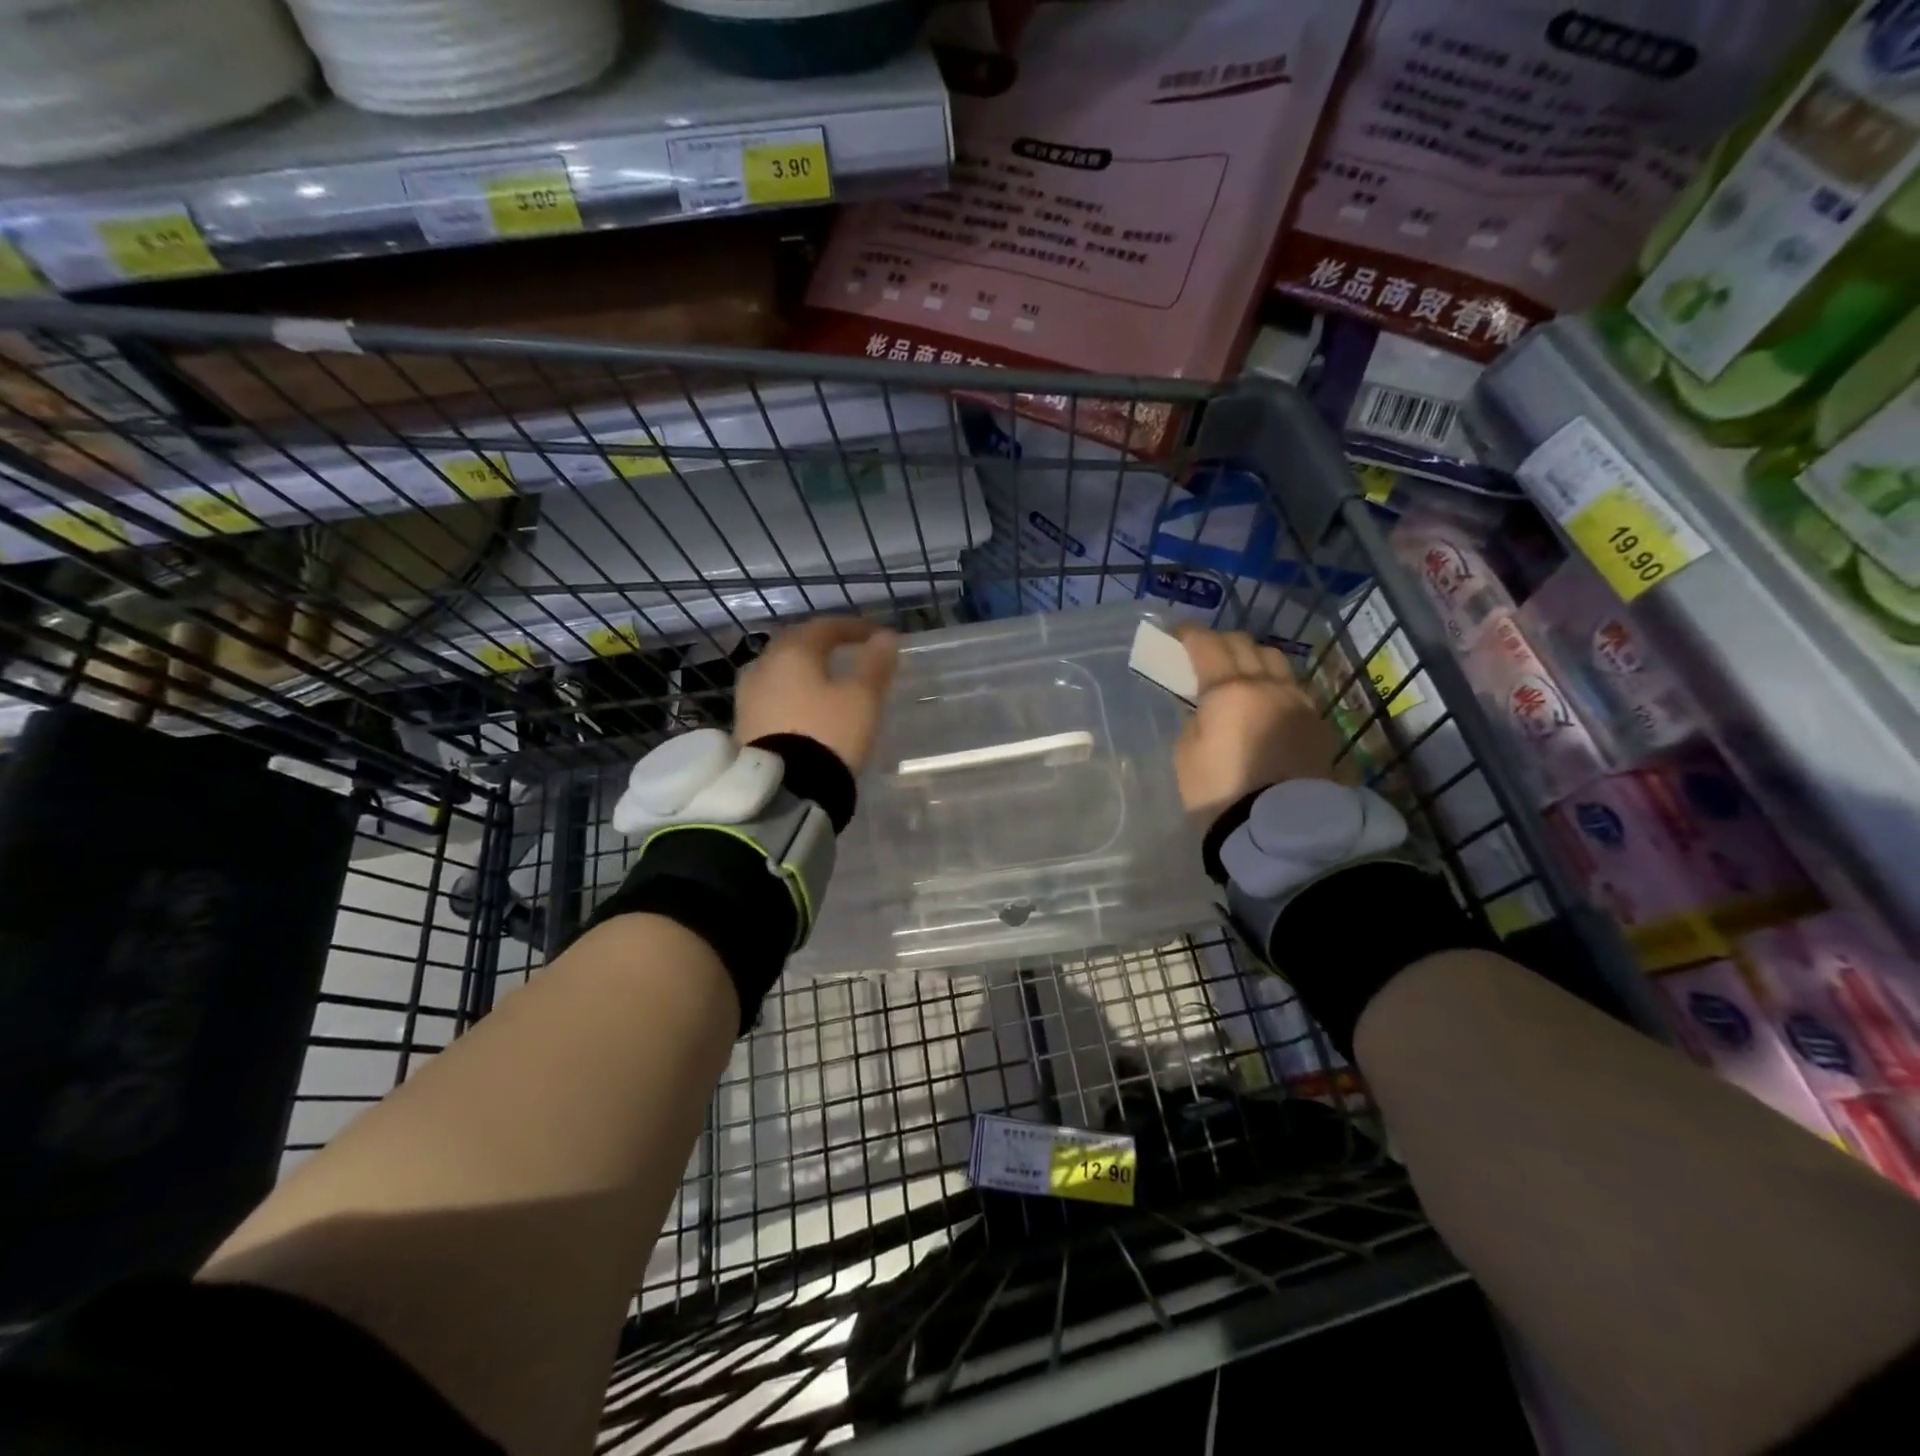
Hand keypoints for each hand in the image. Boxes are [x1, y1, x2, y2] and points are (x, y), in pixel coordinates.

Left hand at [733, 617, 899, 773]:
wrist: (784, 791)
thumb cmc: (829, 734)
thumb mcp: (862, 699)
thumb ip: (875, 664)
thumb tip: (885, 638)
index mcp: (793, 652)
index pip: (825, 627)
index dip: (854, 627)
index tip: (878, 636)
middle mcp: (764, 666)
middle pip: (796, 644)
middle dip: (823, 644)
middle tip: (847, 650)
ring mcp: (748, 697)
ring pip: (780, 670)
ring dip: (804, 669)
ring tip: (826, 681)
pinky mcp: (744, 725)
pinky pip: (772, 696)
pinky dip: (792, 693)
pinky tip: (806, 707)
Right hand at [1171, 625, 1348, 821]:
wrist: (1280, 830)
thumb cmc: (1220, 792)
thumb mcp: (1186, 755)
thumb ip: (1196, 719)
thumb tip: (1209, 709)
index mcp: (1229, 690)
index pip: (1207, 645)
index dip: (1189, 634)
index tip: (1177, 634)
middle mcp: (1268, 686)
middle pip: (1246, 644)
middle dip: (1222, 642)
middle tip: (1205, 654)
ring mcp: (1298, 702)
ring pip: (1276, 661)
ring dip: (1254, 659)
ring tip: (1241, 673)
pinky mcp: (1318, 723)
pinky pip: (1293, 688)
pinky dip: (1274, 684)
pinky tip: (1265, 702)